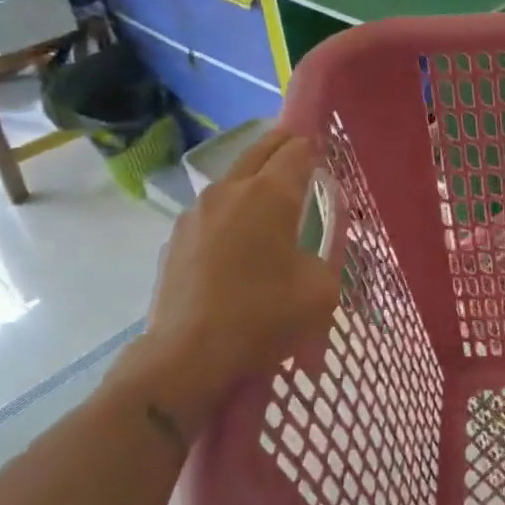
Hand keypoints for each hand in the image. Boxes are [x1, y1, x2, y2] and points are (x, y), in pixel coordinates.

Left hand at [117, 131, 341, 422]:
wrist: (186, 357)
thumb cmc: (262, 317)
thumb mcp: (321, 290)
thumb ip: (327, 255)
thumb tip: (313, 248)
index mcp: (269, 194)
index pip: (297, 150)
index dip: (315, 147)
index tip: (327, 152)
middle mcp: (230, 190)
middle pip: (261, 150)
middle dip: (284, 146)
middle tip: (303, 156)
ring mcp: (196, 212)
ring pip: (233, 178)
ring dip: (255, 179)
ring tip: (272, 202)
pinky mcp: (176, 237)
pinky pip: (213, 210)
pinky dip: (232, 211)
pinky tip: (239, 240)